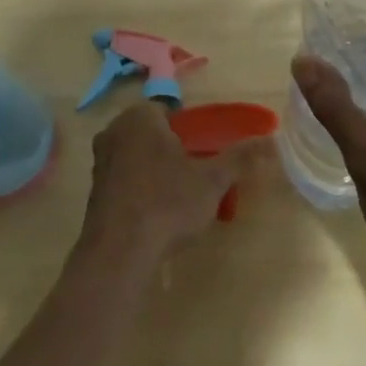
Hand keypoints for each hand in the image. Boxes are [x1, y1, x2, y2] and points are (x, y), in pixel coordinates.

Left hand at [78, 101, 269, 266]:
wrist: (119, 254)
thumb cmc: (167, 204)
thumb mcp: (212, 180)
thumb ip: (240, 157)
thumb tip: (272, 140)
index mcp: (140, 117)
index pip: (169, 111)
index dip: (189, 130)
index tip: (203, 152)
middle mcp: (114, 131)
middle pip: (152, 133)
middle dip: (172, 149)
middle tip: (195, 174)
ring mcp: (100, 162)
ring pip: (137, 156)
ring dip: (156, 170)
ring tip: (179, 197)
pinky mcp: (93, 192)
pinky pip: (125, 180)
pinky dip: (140, 189)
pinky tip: (156, 213)